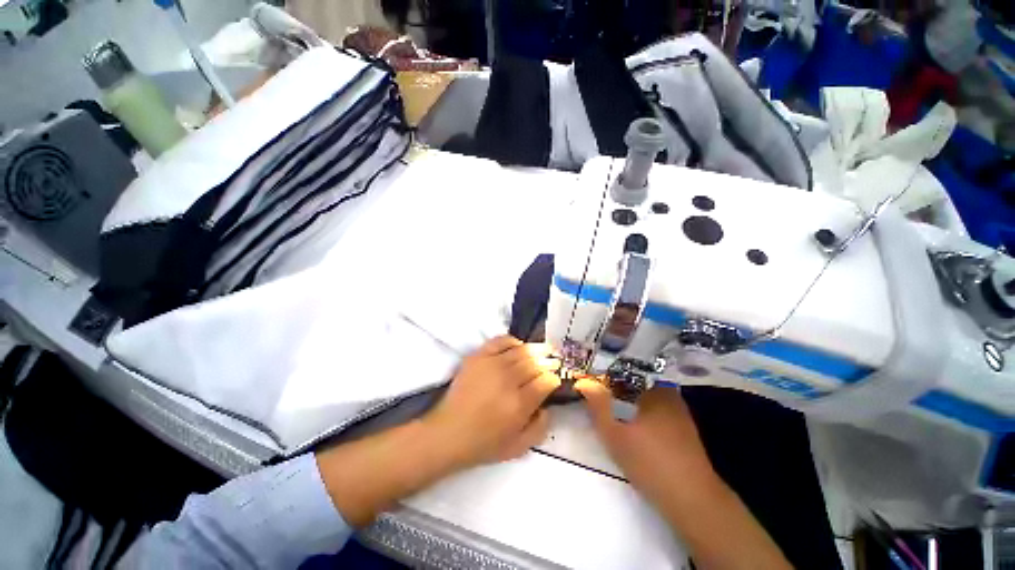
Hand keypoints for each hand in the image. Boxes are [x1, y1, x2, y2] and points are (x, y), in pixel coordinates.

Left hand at [317, 336, 560, 527]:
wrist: (449, 432)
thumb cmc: (484, 443)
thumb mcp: (519, 447)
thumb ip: (541, 427)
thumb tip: (548, 406)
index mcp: (519, 404)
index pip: (546, 381)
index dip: (554, 378)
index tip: (555, 379)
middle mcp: (508, 380)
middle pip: (536, 362)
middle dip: (549, 361)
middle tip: (554, 360)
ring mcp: (492, 365)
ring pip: (521, 350)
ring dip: (536, 349)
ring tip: (544, 349)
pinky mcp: (478, 357)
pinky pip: (500, 341)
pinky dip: (512, 340)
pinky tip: (518, 345)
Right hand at [576, 381, 792, 568]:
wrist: (691, 498)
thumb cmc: (648, 460)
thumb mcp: (614, 432)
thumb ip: (597, 404)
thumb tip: (584, 382)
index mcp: (652, 388)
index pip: (623, 371)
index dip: (604, 375)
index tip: (591, 383)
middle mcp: (667, 393)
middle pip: (633, 382)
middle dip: (614, 387)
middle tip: (597, 396)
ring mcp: (678, 410)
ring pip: (644, 396)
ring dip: (627, 400)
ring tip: (611, 410)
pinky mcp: (683, 427)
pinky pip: (655, 409)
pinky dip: (640, 412)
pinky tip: (633, 426)